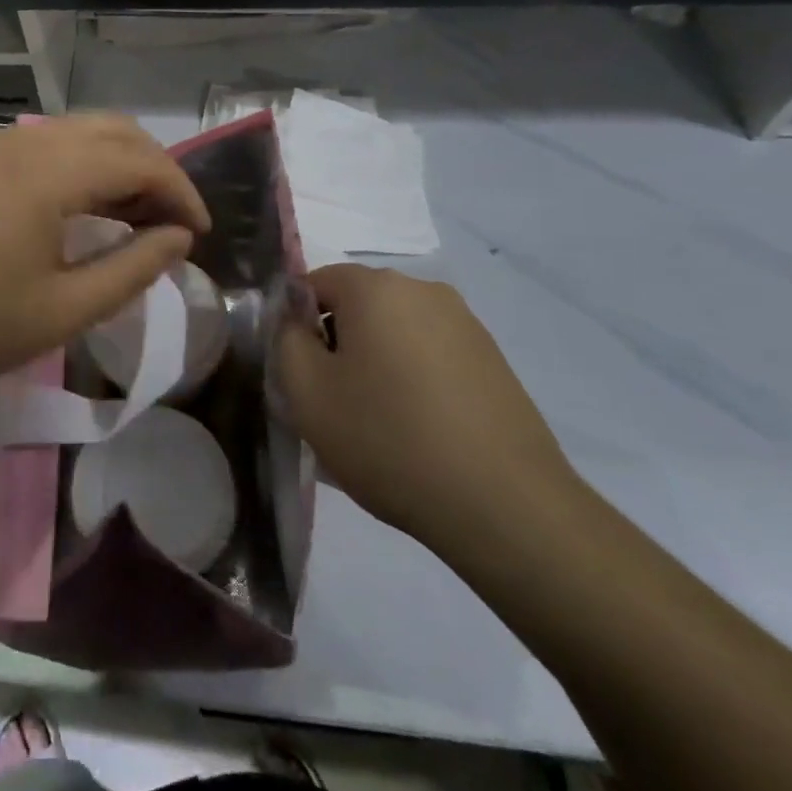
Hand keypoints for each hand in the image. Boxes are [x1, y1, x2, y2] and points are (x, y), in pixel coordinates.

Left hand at [0, 115, 209, 395]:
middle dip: (155, 169)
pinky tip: (76, 209)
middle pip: (114, 130)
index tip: (200, 233)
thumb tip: (178, 238)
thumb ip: (132, 269)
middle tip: (171, 222)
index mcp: (52, 170)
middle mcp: (26, 139)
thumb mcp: (63, 311)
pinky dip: (78, 164)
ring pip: (77, 131)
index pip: (142, 161)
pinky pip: (43, 143)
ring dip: (115, 164)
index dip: (182, 193)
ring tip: (131, 217)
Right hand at [278, 264, 576, 553]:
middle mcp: (423, 290)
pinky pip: (432, 356)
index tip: (301, 375)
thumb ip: (285, 340)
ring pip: (396, 332)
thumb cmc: (388, 439)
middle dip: (338, 345)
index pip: (314, 284)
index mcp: (375, 287)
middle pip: (357, 306)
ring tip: (379, 424)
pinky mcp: (493, 360)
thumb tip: (295, 320)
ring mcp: (466, 324)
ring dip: (377, 364)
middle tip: (334, 403)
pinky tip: (420, 432)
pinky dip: (415, 381)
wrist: (506, 506)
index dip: (297, 326)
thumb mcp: (307, 392)